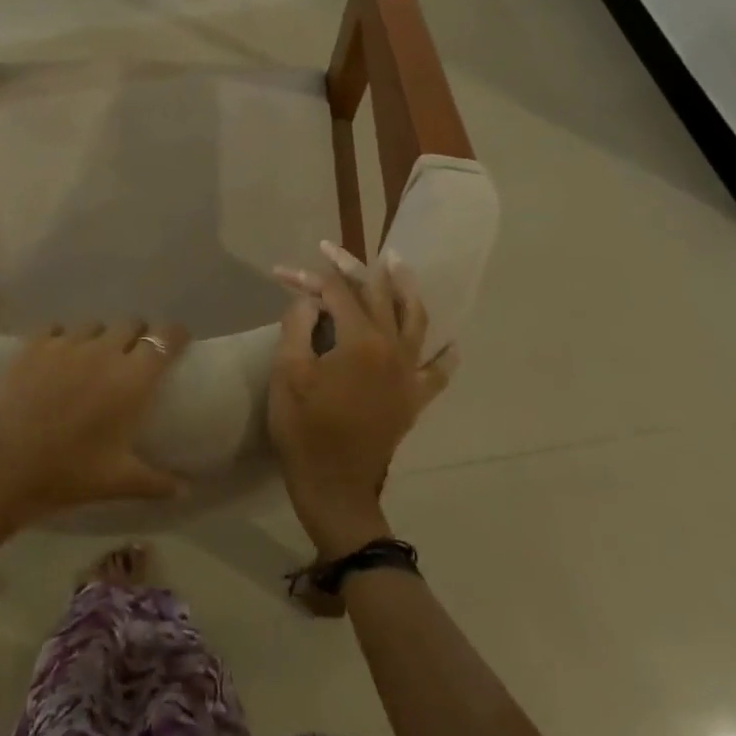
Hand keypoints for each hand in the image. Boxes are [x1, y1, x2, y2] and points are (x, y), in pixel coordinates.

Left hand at [0, 320, 189, 533]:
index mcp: (132, 380)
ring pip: (94, 325)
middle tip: (133, 357)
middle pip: (131, 324)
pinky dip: (62, 339)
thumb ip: (156, 482)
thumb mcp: (117, 482)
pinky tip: (56, 358)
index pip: (165, 339)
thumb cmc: (67, 475)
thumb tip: (186, 489)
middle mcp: (104, 351)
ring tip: (93, 359)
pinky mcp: (34, 344)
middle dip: (138, 335)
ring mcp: (67, 343)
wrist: (0, 468)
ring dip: (100, 337)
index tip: (179, 341)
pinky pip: (56, 328)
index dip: (175, 335)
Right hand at [268, 244, 453, 556]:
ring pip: (414, 320)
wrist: (334, 485)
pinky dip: (444, 356)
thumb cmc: (304, 427)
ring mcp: (409, 374)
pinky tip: (451, 344)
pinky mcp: (414, 398)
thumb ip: (298, 325)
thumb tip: (310, 302)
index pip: (337, 294)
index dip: (310, 280)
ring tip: (398, 265)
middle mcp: (393, 349)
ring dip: (405, 289)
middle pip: (376, 296)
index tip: (284, 274)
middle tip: (332, 250)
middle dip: (352, 270)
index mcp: (361, 340)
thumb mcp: (287, 371)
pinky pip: (437, 372)